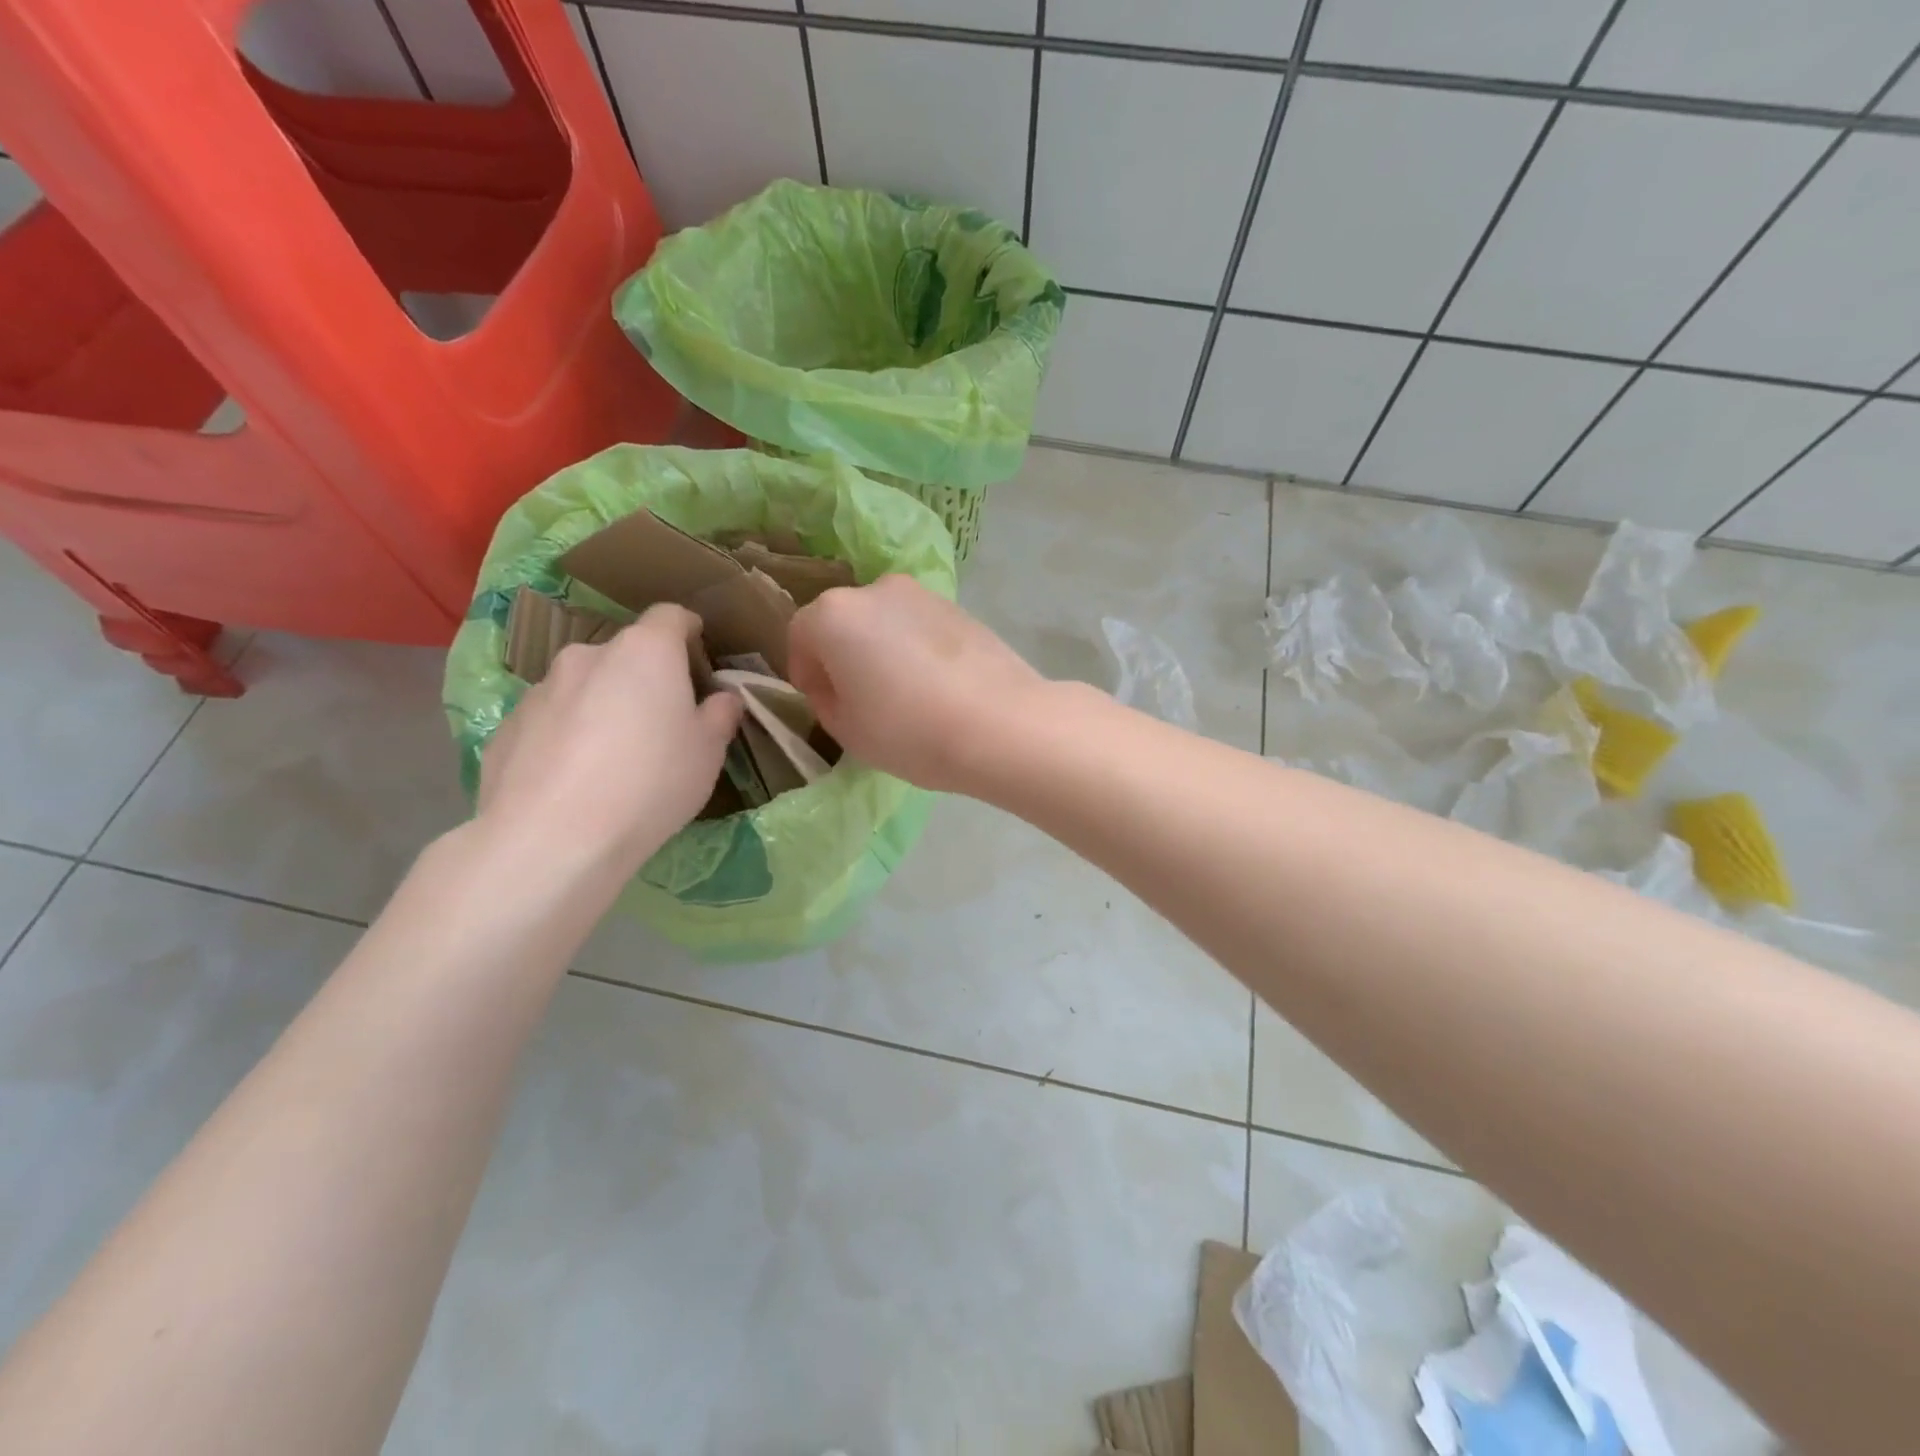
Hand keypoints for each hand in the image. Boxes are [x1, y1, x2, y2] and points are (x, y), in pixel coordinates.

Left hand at [477, 605, 742, 878]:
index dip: (688, 630)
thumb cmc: (651, 782)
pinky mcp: (508, 726)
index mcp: (646, 651)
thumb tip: (723, 698)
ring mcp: (541, 688)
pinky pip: (551, 719)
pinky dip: (567, 735)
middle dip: (645, 676)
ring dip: (603, 704)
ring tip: (613, 755)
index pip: (671, 616)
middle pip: (626, 653)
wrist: (553, 838)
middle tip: (661, 720)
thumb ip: (720, 715)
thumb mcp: (708, 752)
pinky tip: (575, 779)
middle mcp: (589, 655)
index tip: (699, 653)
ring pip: (585, 685)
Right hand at [787, 575, 1050, 791]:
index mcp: (835, 615)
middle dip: (843, 655)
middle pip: (844, 621)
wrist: (1000, 724)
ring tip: (901, 694)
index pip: (801, 635)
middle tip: (859, 698)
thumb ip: (827, 701)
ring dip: (881, 649)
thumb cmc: (909, 731)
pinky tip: (934, 685)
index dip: (805, 671)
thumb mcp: (848, 731)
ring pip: (884, 621)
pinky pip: (919, 627)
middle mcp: (875, 590)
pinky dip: (915, 648)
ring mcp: (922, 594)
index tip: (820, 702)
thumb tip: (838, 685)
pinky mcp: (959, 608)